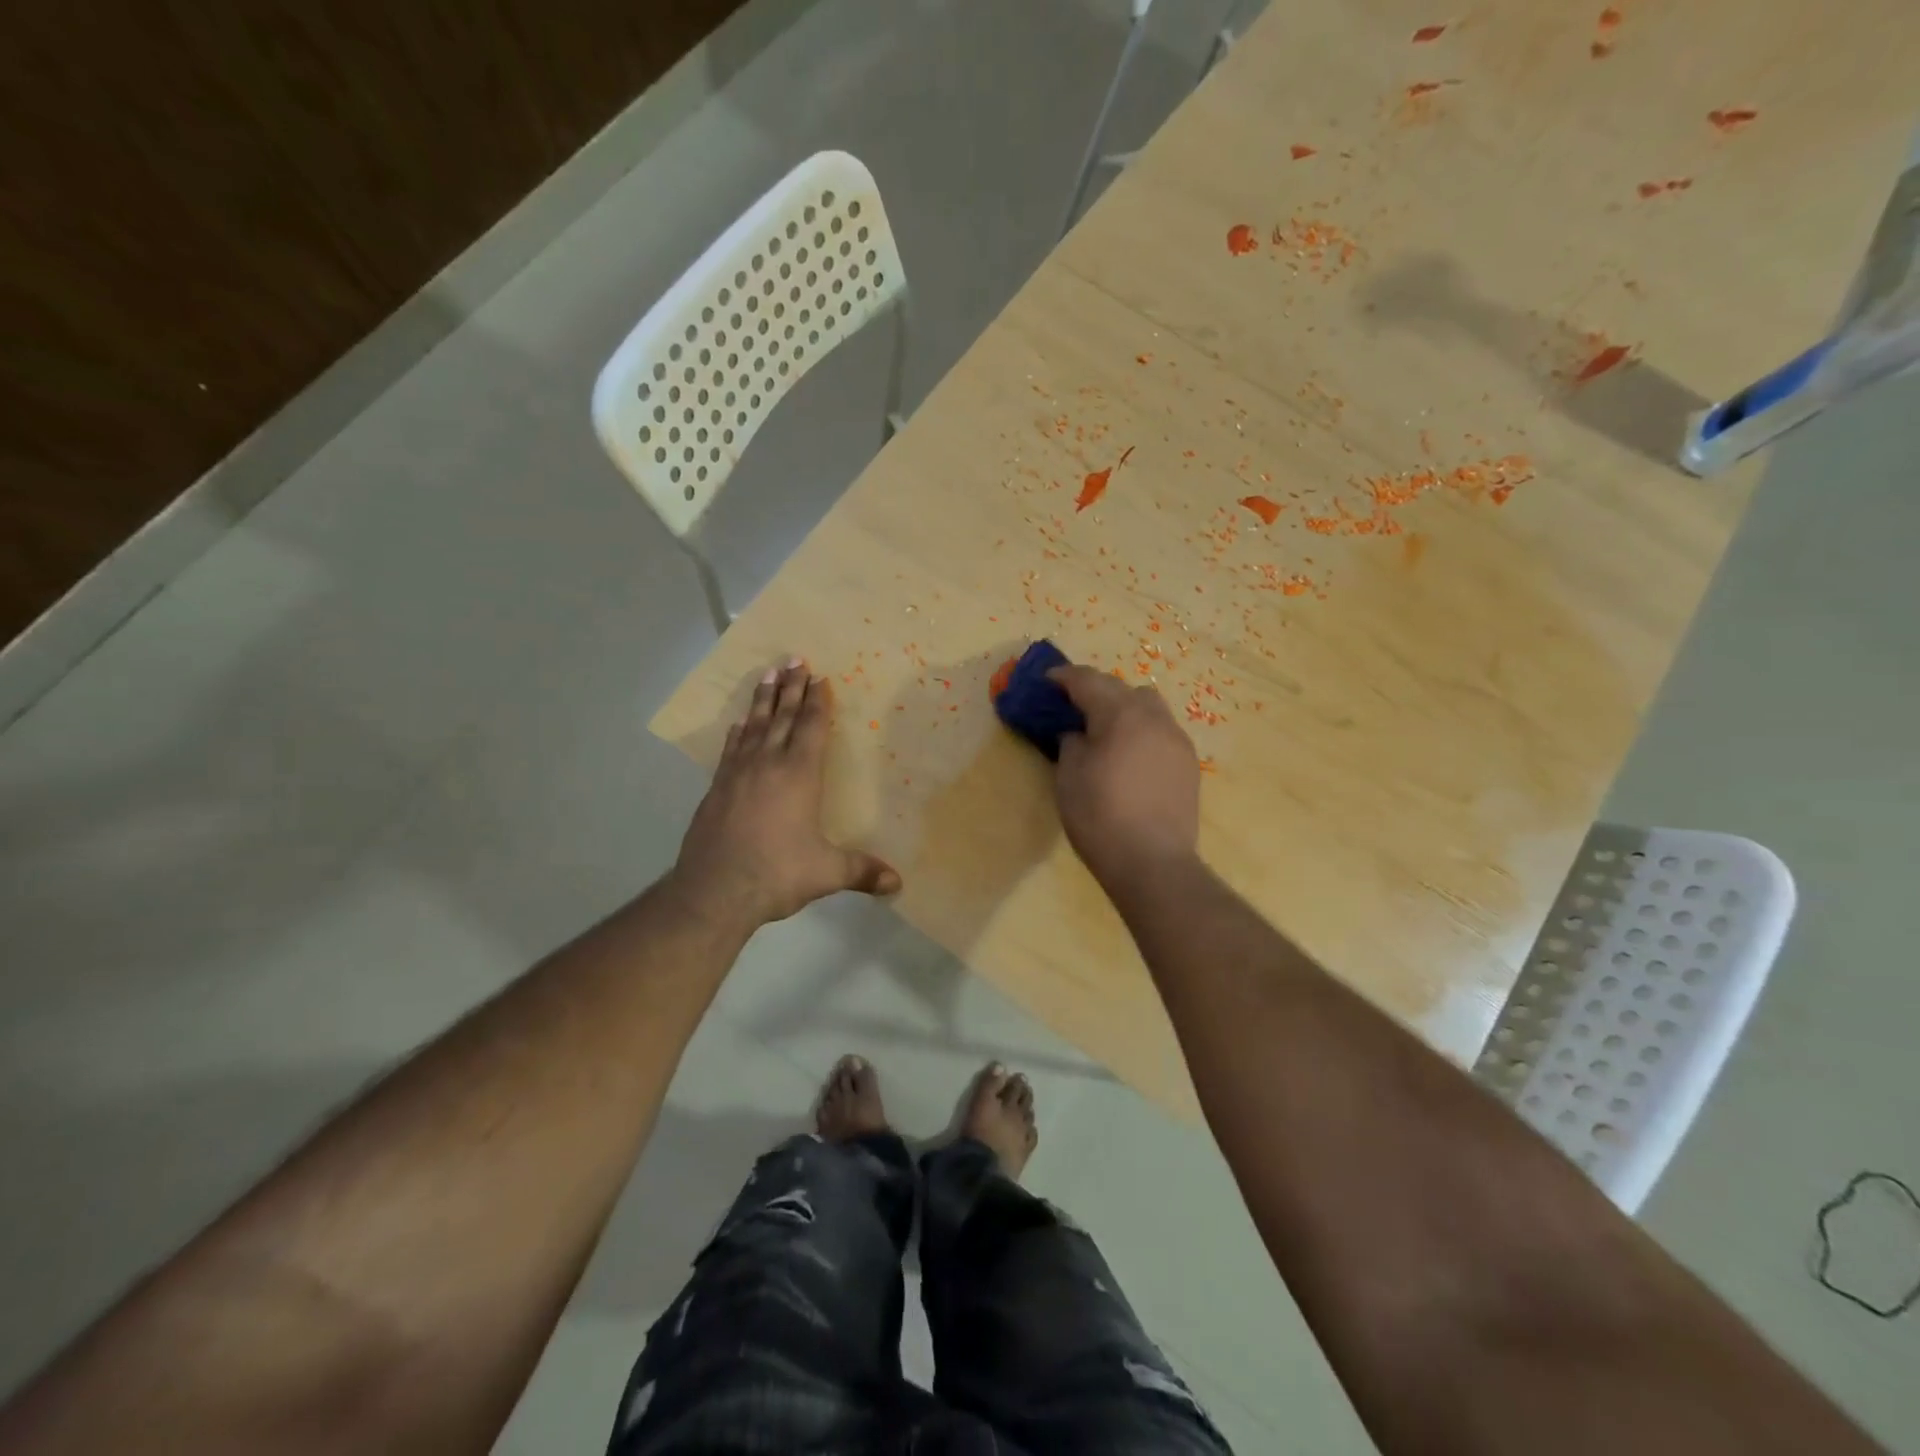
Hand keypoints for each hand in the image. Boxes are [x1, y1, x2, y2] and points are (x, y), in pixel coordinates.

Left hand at [671, 659, 900, 928]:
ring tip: (768, 673)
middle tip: (795, 658)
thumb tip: (898, 885)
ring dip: (764, 699)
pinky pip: (732, 748)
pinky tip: (739, 723)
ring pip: (755, 725)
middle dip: (792, 687)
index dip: (817, 701)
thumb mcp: (827, 873)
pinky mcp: (717, 788)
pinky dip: (739, 731)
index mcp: (799, 775)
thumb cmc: (777, 873)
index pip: (811, 728)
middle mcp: (768, 764)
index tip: (820, 677)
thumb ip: (862, 872)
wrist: (714, 890)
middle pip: (783, 716)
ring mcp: (738, 773)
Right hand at [1049, 666, 1201, 888]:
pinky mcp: (1189, 765)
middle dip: (1097, 691)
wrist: (1153, 862)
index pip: (1088, 681)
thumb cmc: (1100, 816)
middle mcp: (1155, 718)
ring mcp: (1177, 740)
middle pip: (1123, 689)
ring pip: (1149, 708)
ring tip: (1106, 732)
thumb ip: (1071, 743)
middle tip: (1073, 708)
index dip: (1064, 678)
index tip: (1046, 682)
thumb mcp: (1069, 776)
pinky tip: (1130, 756)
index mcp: (1121, 715)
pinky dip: (1142, 732)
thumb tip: (1078, 733)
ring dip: (1124, 709)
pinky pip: (1162, 732)